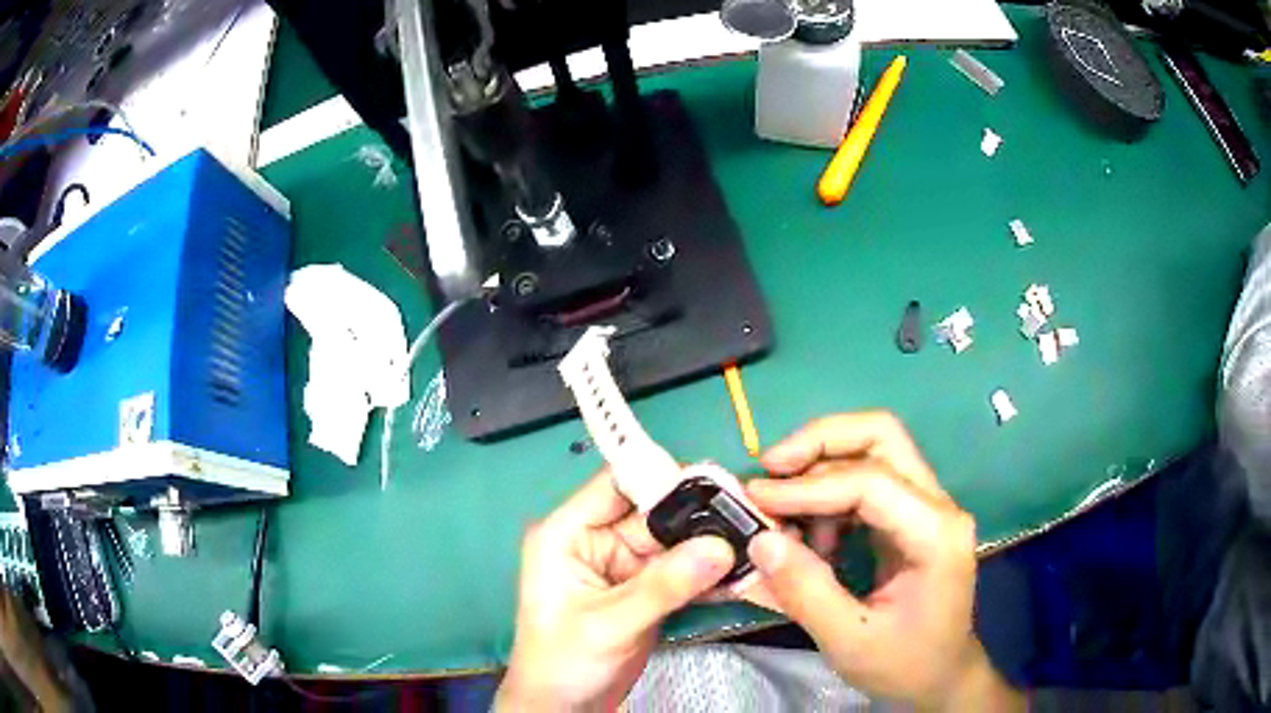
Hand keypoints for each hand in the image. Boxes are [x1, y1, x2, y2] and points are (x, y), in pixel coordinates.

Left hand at [496, 470, 735, 711]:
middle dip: (700, 513)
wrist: (564, 708)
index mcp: (568, 533)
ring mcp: (624, 567)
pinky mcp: (645, 590)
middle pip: (654, 512)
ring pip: (675, 541)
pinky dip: (709, 573)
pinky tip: (743, 573)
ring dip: (711, 543)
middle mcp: (596, 540)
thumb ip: (663, 586)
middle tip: (751, 513)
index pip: (617, 485)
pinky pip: (682, 571)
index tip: (716, 483)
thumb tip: (721, 547)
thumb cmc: (564, 662)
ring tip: (757, 540)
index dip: (663, 478)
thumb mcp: (609, 623)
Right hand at [744, 412, 1022, 710]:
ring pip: (874, 450)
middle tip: (769, 468)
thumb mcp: (849, 641)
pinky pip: (869, 481)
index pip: (871, 482)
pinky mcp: (913, 516)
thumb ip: (805, 592)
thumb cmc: (903, 664)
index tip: (755, 499)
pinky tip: (813, 535)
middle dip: (819, 442)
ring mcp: (929, 506)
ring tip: (787, 517)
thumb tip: (760, 541)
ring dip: (822, 469)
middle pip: (881, 436)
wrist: (941, 676)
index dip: (808, 486)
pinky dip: (831, 494)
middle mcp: (939, 505)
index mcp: (935, 534)